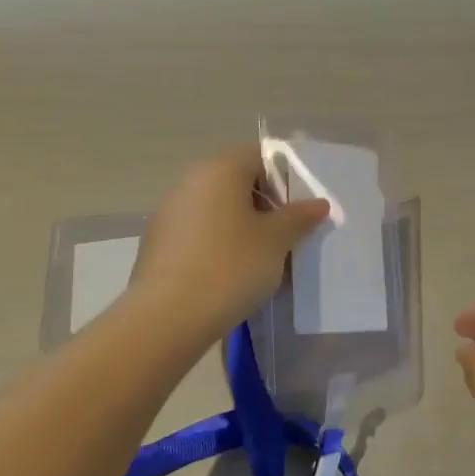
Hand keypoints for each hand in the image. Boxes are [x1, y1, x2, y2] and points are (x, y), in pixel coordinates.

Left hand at [130, 146, 330, 344]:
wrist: (167, 318)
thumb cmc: (231, 267)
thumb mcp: (277, 241)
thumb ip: (299, 217)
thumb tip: (318, 203)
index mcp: (219, 170)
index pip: (259, 157)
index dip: (284, 179)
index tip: (299, 211)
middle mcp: (189, 182)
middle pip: (236, 183)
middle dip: (264, 208)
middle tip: (286, 238)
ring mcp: (168, 213)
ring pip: (217, 211)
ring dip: (242, 229)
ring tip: (262, 264)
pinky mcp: (156, 244)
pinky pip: (198, 235)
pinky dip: (218, 247)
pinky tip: (230, 278)